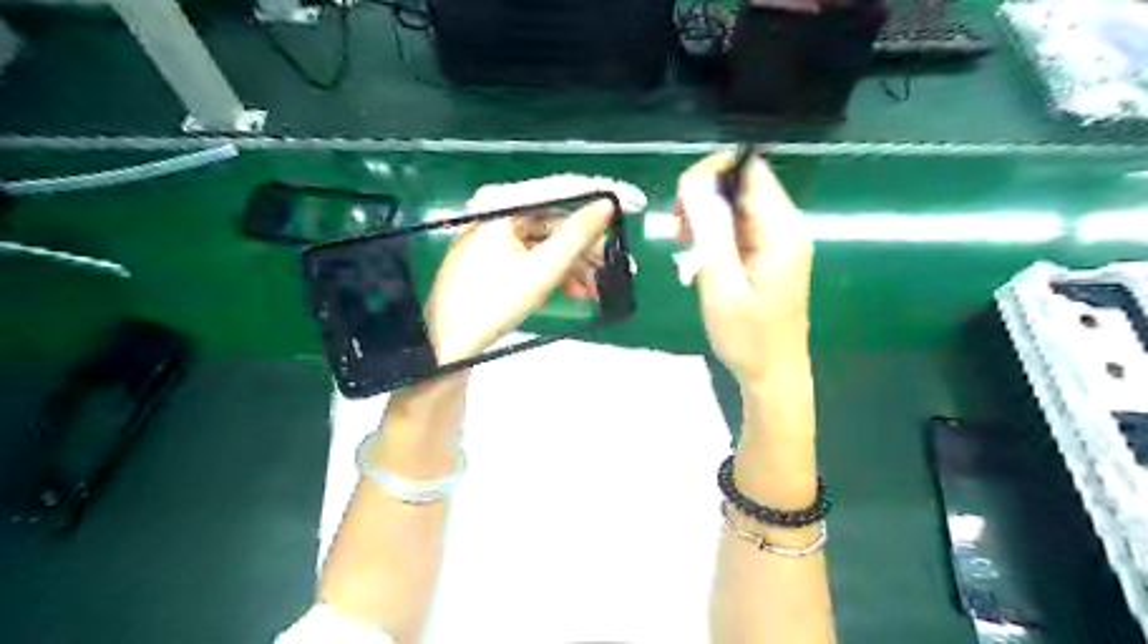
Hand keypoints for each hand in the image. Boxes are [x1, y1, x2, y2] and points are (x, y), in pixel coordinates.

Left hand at [423, 194, 617, 366]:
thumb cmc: (492, 303)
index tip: (634, 204)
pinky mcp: (496, 257)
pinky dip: (557, 272)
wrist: (448, 344)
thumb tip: (607, 205)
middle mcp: (498, 212)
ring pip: (549, 242)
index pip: (561, 191)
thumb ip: (577, 235)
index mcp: (502, 205)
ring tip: (601, 287)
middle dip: (590, 246)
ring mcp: (496, 235)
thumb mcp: (542, 269)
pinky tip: (578, 292)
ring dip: (578, 264)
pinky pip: (535, 256)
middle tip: (621, 263)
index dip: (601, 197)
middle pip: (557, 220)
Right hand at [675, 151, 816, 386]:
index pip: (750, 171)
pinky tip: (697, 254)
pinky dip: (715, 234)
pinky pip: (740, 229)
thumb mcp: (721, 283)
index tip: (683, 198)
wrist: (773, 376)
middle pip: (744, 185)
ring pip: (738, 206)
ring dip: (707, 215)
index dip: (714, 171)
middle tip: (678, 225)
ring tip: (682, 241)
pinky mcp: (770, 257)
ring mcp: (780, 243)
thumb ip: (710, 230)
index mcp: (780, 231)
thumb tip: (696, 181)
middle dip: (705, 194)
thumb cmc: (747, 338)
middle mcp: (786, 228)